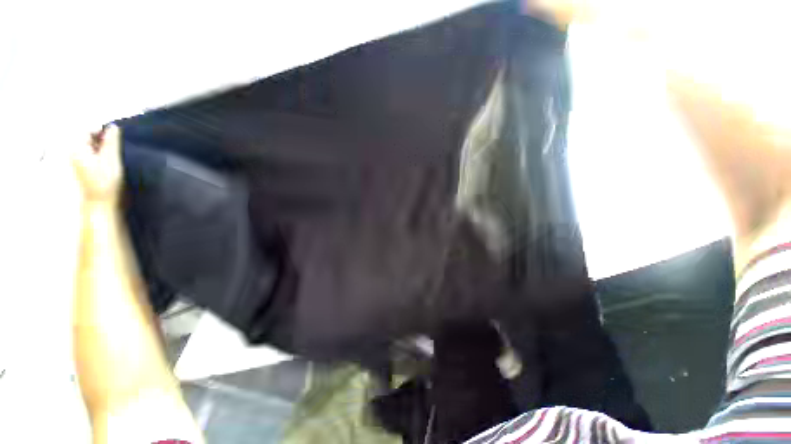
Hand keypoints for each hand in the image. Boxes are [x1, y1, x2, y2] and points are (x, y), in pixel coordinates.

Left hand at [71, 125, 122, 205]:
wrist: (100, 203)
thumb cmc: (106, 182)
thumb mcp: (111, 159)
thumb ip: (111, 141)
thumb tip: (113, 127)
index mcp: (76, 148)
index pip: (87, 129)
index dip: (101, 130)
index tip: (115, 137)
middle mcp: (72, 152)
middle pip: (87, 136)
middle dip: (101, 138)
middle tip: (115, 147)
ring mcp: (75, 160)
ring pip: (89, 145)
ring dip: (101, 146)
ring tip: (112, 155)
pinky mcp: (81, 167)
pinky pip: (89, 153)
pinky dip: (99, 153)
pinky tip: (107, 161)